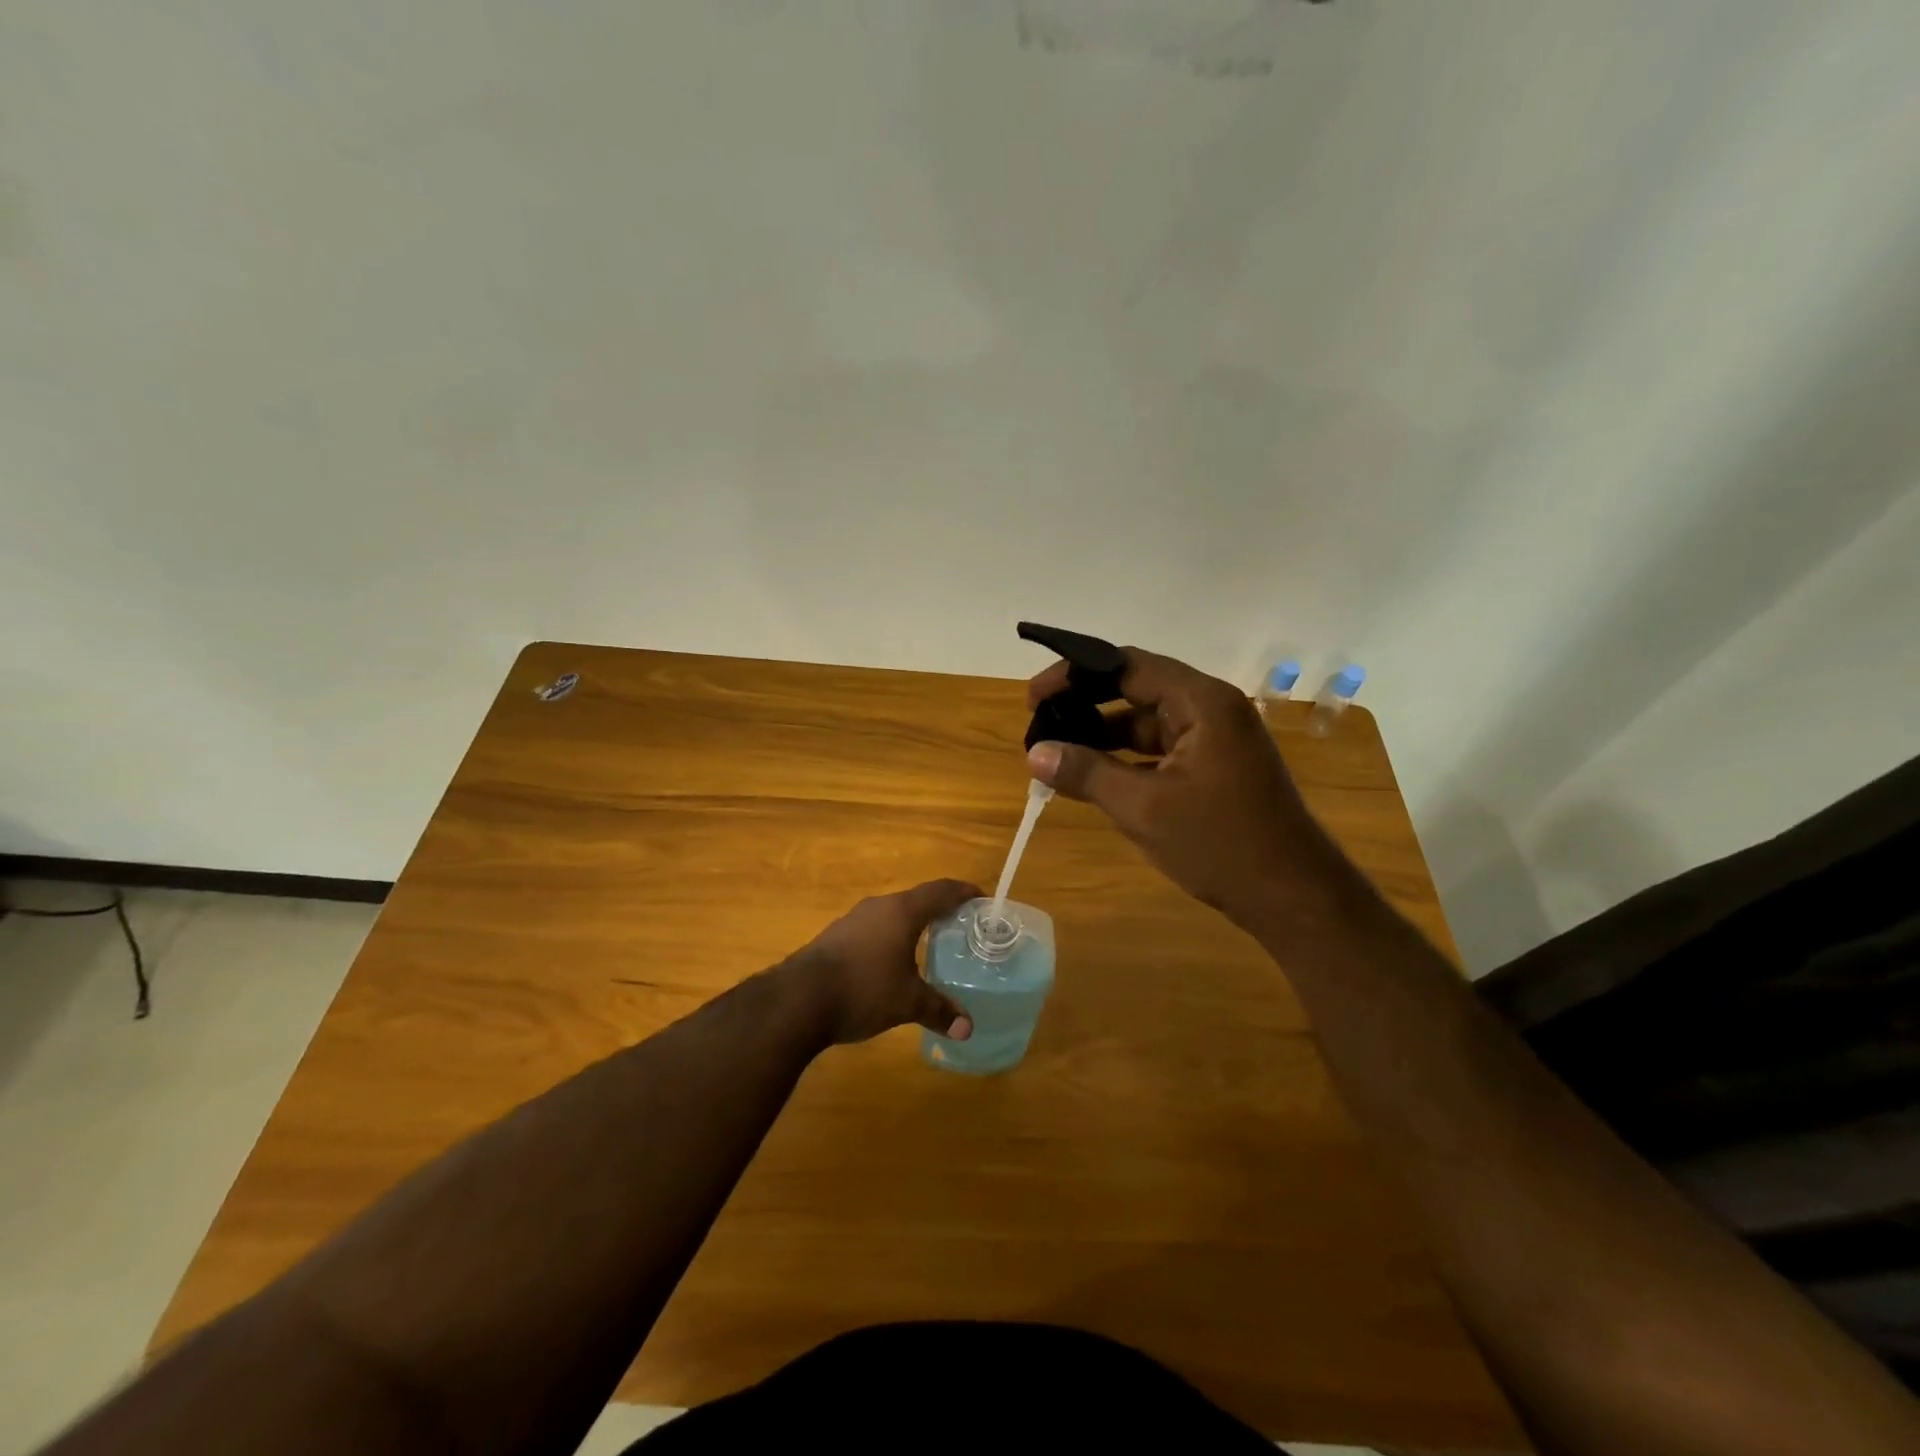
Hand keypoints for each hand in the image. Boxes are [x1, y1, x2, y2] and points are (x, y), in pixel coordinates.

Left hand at [791, 879, 981, 1044]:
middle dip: (938, 911)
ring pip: (891, 915)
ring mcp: (852, 920)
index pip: (940, 891)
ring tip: (928, 945)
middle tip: (959, 927)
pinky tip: (890, 963)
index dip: (962, 892)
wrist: (798, 999)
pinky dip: (889, 939)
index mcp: (902, 911)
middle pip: (915, 900)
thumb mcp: (907, 1003)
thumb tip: (967, 1028)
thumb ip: (939, 1010)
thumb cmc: (863, 989)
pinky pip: (872, 930)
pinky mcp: (834, 938)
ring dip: (910, 925)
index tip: (980, 898)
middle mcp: (878, 907)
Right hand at [1025, 648, 1326, 925]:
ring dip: (1102, 734)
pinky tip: (1092, 776)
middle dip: (1085, 703)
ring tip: (1055, 752)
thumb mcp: (1144, 808)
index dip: (1075, 675)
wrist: (1294, 897)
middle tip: (1038, 722)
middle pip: (1136, 688)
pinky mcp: (1214, 766)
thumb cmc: (1221, 844)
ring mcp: (1215, 738)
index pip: (1127, 666)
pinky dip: (1125, 757)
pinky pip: (1160, 748)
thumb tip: (1035, 753)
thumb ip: (1087, 773)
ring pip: (1146, 721)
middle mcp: (1211, 708)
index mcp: (1202, 702)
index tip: (1033, 697)